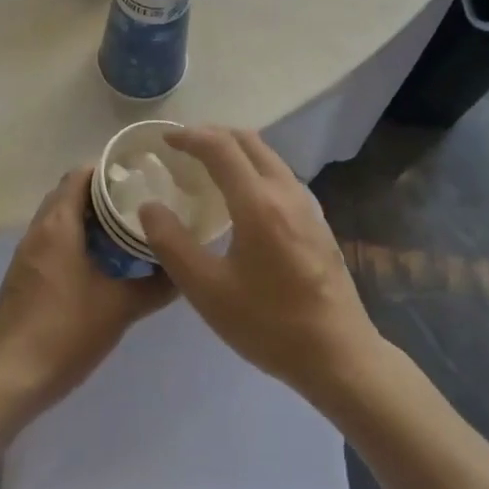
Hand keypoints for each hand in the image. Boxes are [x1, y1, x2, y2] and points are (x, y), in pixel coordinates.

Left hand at [0, 167, 171, 419]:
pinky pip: (49, 241)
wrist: (14, 377)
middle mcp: (37, 232)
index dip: (107, 170)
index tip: (138, 176)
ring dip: (84, 218)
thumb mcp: (122, 308)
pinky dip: (71, 239)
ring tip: (122, 229)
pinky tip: (97, 262)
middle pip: (66, 194)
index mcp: (58, 227)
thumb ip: (157, 285)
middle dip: (99, 193)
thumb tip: (185, 270)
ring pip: (56, 219)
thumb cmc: (68, 332)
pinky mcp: (22, 276)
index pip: (79, 177)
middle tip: (136, 202)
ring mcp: (25, 255)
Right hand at [139, 127, 380, 404]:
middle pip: (248, 141)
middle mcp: (286, 192)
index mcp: (258, 203)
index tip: (164, 139)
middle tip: (182, 147)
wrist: (339, 354)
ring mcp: (307, 205)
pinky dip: (253, 168)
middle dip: (212, 134)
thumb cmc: (268, 323)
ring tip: (206, 167)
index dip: (190, 136)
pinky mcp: (317, 221)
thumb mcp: (207, 290)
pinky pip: (280, 176)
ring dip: (235, 150)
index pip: (220, 147)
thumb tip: (149, 206)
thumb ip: (172, 243)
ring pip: (268, 157)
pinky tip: (241, 197)